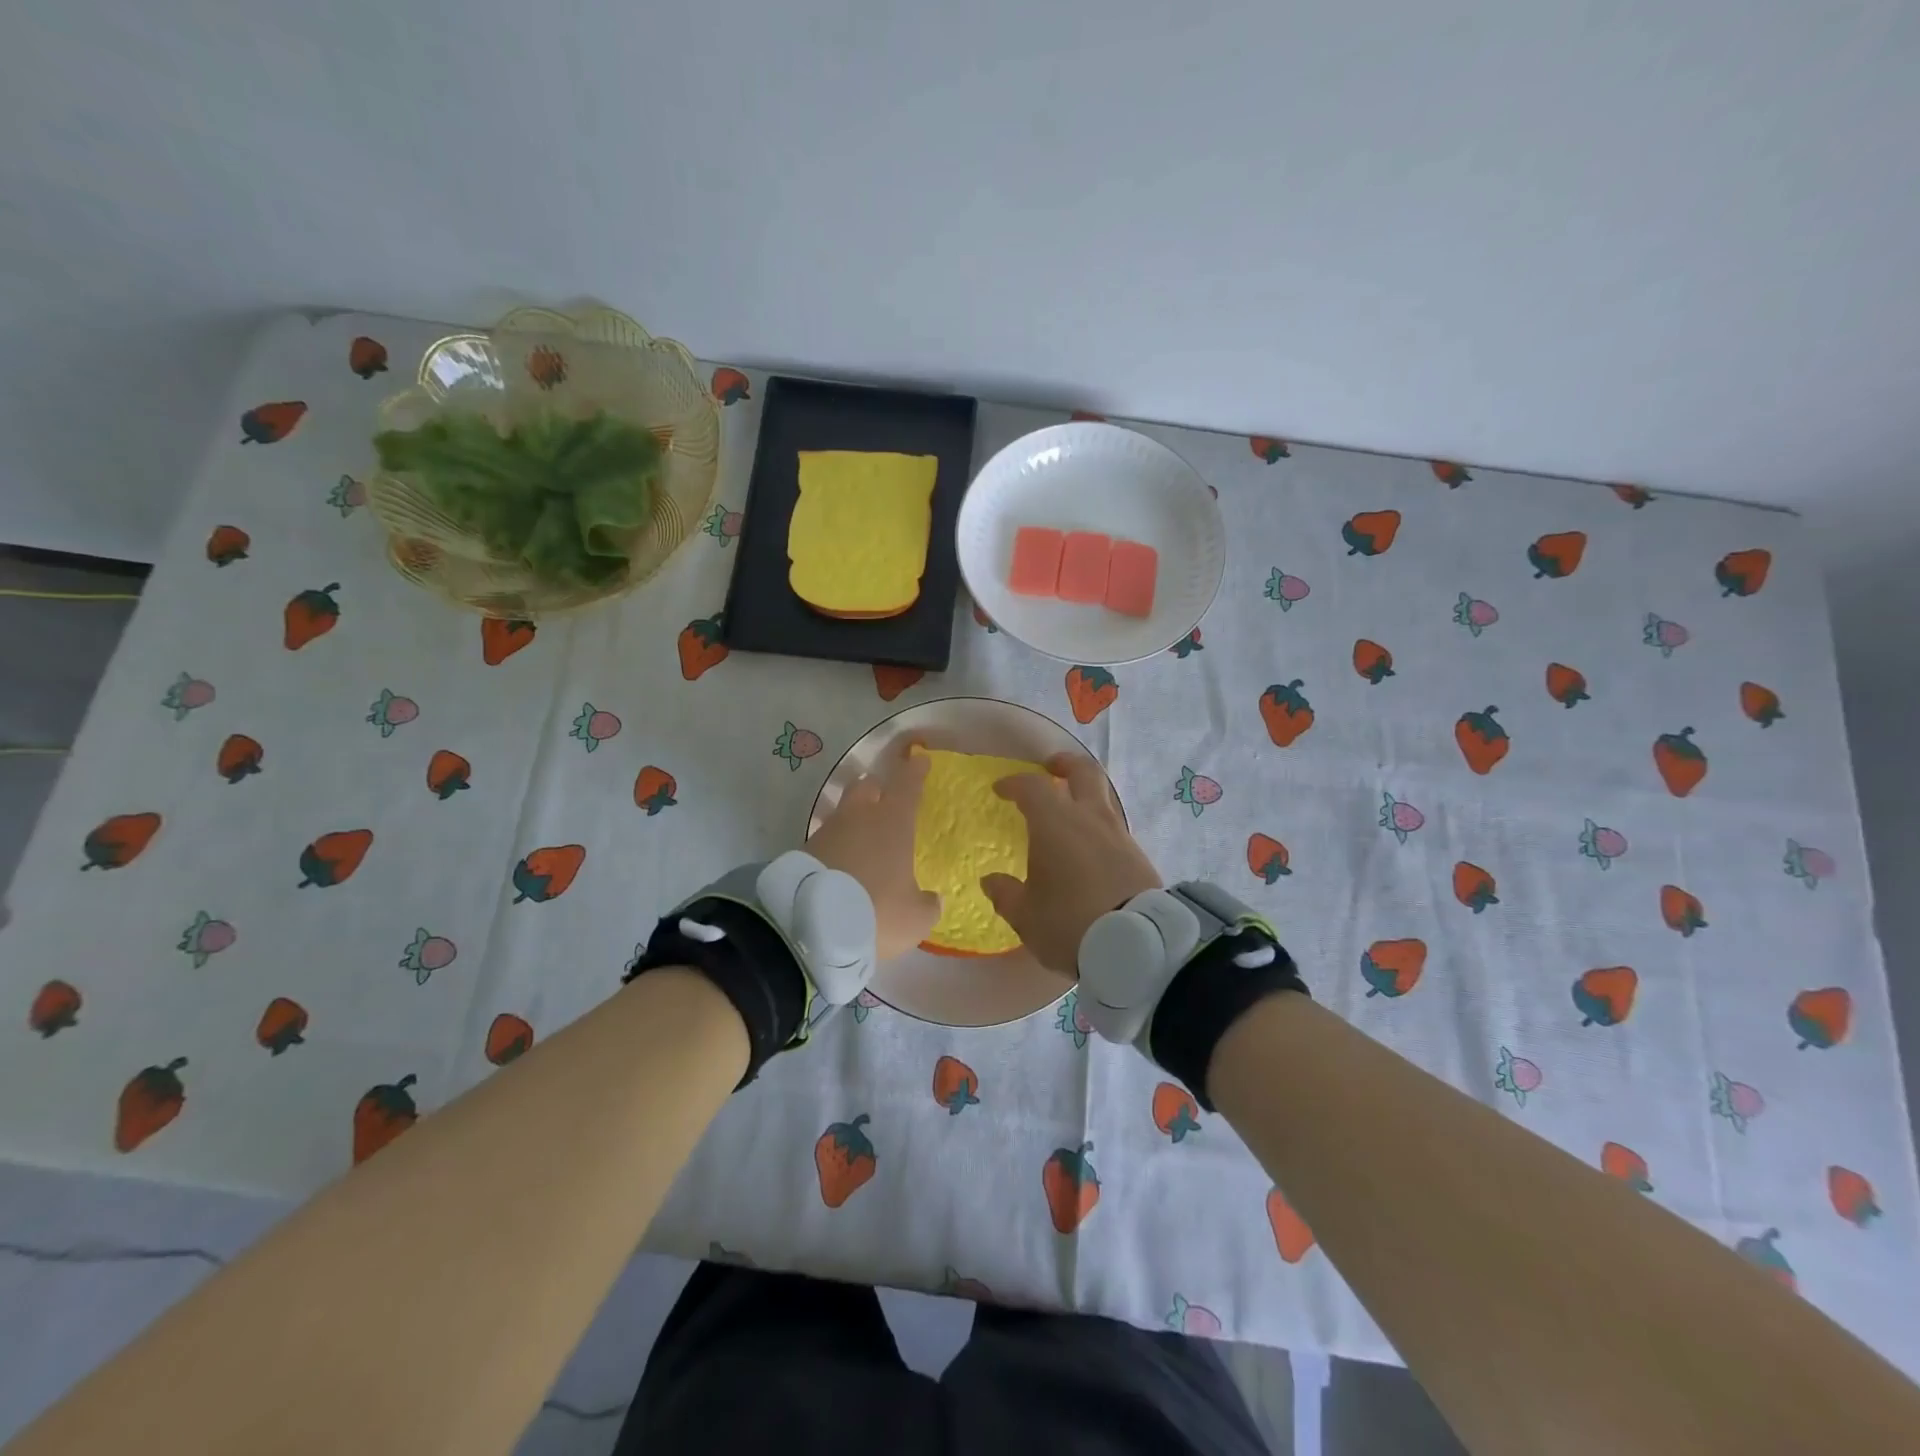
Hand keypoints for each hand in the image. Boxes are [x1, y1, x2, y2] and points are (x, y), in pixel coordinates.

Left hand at [806, 736, 939, 959]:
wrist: (811, 925)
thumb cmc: (876, 910)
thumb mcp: (914, 918)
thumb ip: (927, 905)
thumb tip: (931, 899)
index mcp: (893, 822)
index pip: (907, 784)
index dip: (915, 771)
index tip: (919, 759)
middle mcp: (860, 817)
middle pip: (867, 786)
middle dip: (877, 788)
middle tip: (885, 798)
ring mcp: (828, 831)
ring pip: (844, 813)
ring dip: (853, 821)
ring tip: (862, 842)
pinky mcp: (803, 851)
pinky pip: (826, 839)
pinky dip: (836, 846)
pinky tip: (841, 866)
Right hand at [981, 752, 1161, 975]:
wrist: (1136, 944)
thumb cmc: (1069, 922)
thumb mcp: (1026, 915)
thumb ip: (1006, 894)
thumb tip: (991, 881)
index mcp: (1055, 824)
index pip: (1032, 787)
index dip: (1014, 783)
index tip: (1001, 789)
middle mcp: (1089, 818)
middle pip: (1082, 772)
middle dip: (1064, 764)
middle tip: (1051, 768)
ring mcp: (1118, 834)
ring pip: (1103, 798)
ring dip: (1085, 796)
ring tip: (1070, 813)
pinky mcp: (1138, 854)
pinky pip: (1114, 827)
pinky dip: (1098, 826)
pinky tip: (1090, 848)